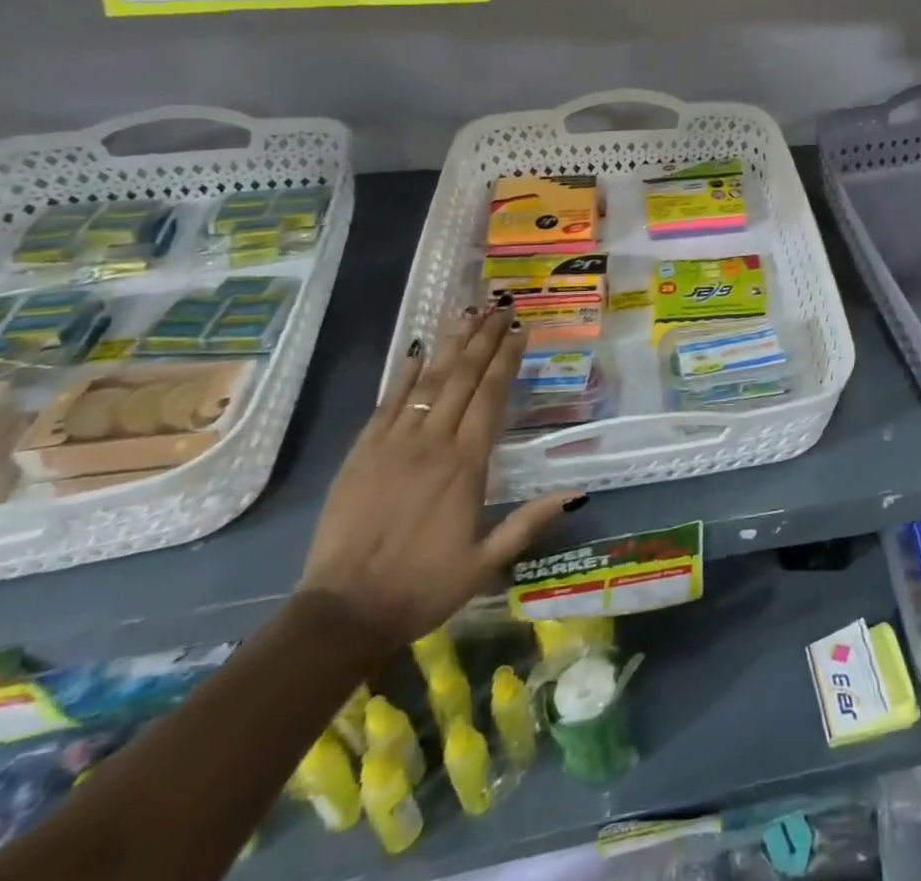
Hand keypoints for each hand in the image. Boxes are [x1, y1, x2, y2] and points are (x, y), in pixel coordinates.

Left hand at [299, 302, 581, 648]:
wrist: (342, 613)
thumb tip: (578, 493)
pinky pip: (388, 403)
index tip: (520, 330)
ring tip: (467, 312)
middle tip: (500, 306)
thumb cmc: (422, 588)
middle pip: (463, 378)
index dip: (507, 359)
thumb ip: (529, 522)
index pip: (492, 396)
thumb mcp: (485, 563)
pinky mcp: (362, 453)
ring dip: (451, 345)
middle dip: (484, 338)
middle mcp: (433, 443)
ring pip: (429, 382)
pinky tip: (418, 351)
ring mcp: (394, 444)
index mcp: (466, 464)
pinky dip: (405, 374)